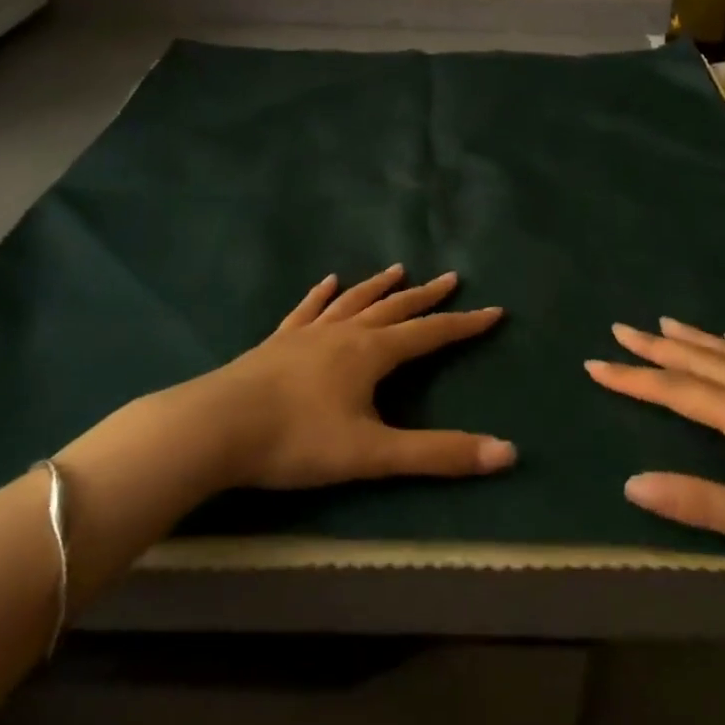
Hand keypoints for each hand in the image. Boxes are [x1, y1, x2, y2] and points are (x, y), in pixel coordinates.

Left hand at [197, 265, 516, 490]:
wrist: (217, 427)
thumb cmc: (297, 441)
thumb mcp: (373, 454)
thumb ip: (438, 454)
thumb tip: (507, 453)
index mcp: (371, 353)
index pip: (430, 334)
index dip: (464, 324)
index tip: (493, 310)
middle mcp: (344, 333)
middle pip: (394, 308)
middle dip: (426, 296)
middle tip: (451, 277)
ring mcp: (308, 333)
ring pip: (353, 301)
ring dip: (379, 286)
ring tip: (398, 269)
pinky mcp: (278, 342)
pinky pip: (307, 310)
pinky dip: (322, 294)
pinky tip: (328, 281)